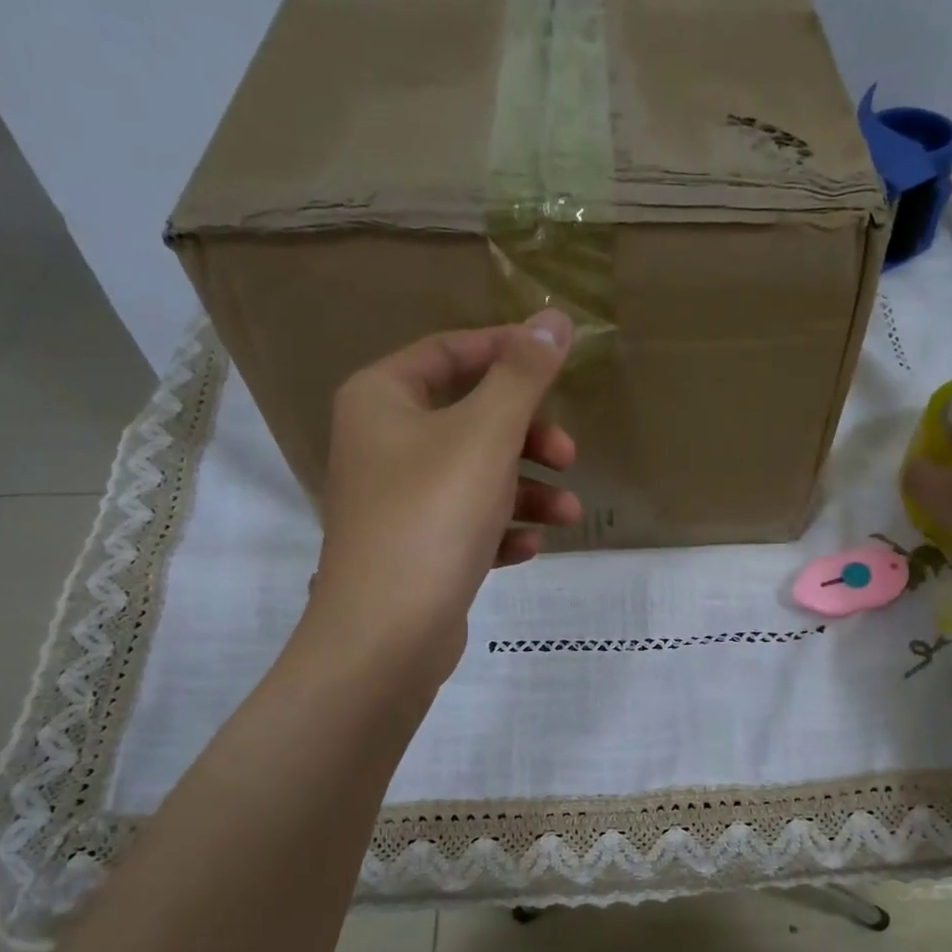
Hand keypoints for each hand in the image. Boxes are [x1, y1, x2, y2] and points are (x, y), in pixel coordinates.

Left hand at [307, 310, 581, 681]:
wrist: (387, 633)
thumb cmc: (433, 515)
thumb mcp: (487, 435)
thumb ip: (523, 375)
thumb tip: (554, 318)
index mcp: (382, 399)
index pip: (450, 352)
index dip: (507, 351)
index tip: (559, 363)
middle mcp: (382, 443)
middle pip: (470, 418)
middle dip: (528, 437)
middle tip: (568, 456)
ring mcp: (397, 500)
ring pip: (476, 476)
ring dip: (527, 490)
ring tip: (569, 514)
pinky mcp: (414, 549)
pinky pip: (467, 522)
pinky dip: (501, 529)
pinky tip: (528, 547)